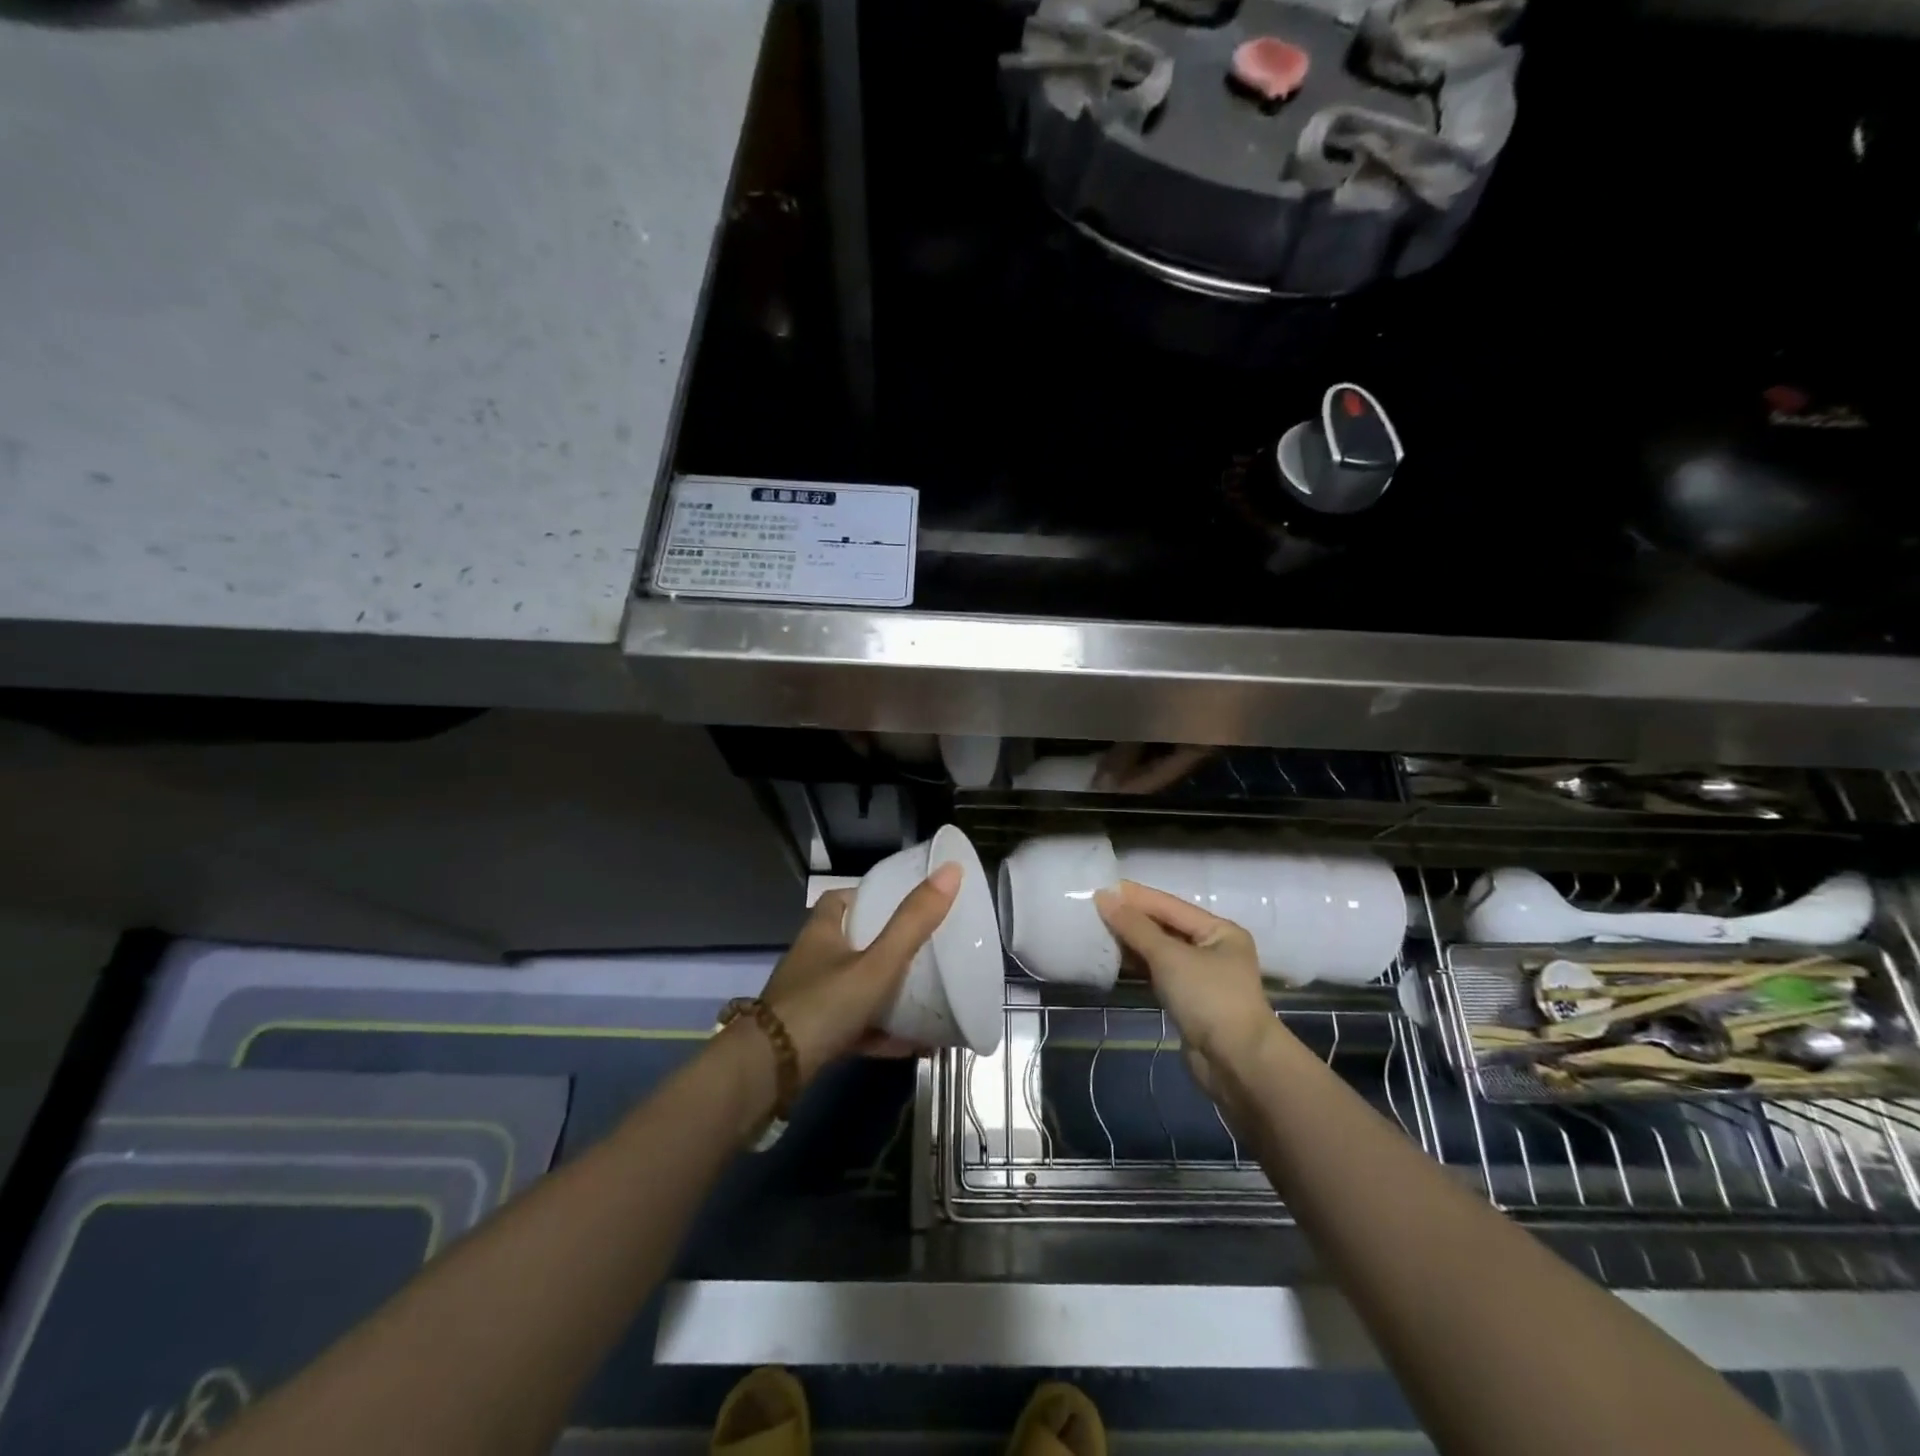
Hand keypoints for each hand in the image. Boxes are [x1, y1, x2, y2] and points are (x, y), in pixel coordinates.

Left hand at [759, 862, 960, 1080]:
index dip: (869, 896)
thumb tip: (951, 870)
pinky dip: (881, 1032)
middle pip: (850, 943)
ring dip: (885, 992)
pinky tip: (913, 1043)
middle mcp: (812, 962)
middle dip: (884, 945)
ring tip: (926, 995)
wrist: (770, 1072)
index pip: (840, 900)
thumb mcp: (877, 963)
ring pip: (853, 988)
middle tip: (923, 948)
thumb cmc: (823, 1004)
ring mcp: (810, 1001)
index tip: (901, 902)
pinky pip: (854, 1027)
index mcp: (822, 933)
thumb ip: (913, 923)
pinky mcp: (813, 1036)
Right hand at [1095, 880, 1278, 1089]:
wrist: (1237, 1063)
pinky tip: (1114, 960)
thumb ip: (1135, 926)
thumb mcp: (1169, 956)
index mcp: (1219, 930)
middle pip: (1166, 927)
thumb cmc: (1209, 998)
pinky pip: (1159, 974)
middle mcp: (1214, 949)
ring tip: (1098, 931)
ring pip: (1161, 952)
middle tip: (1094, 909)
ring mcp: (1202, 978)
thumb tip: (1104, 896)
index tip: (1101, 888)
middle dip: (1132, 919)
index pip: (1170, 905)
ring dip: (1132, 943)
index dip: (1136, 897)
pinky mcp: (1190, 1002)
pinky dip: (1139, 966)